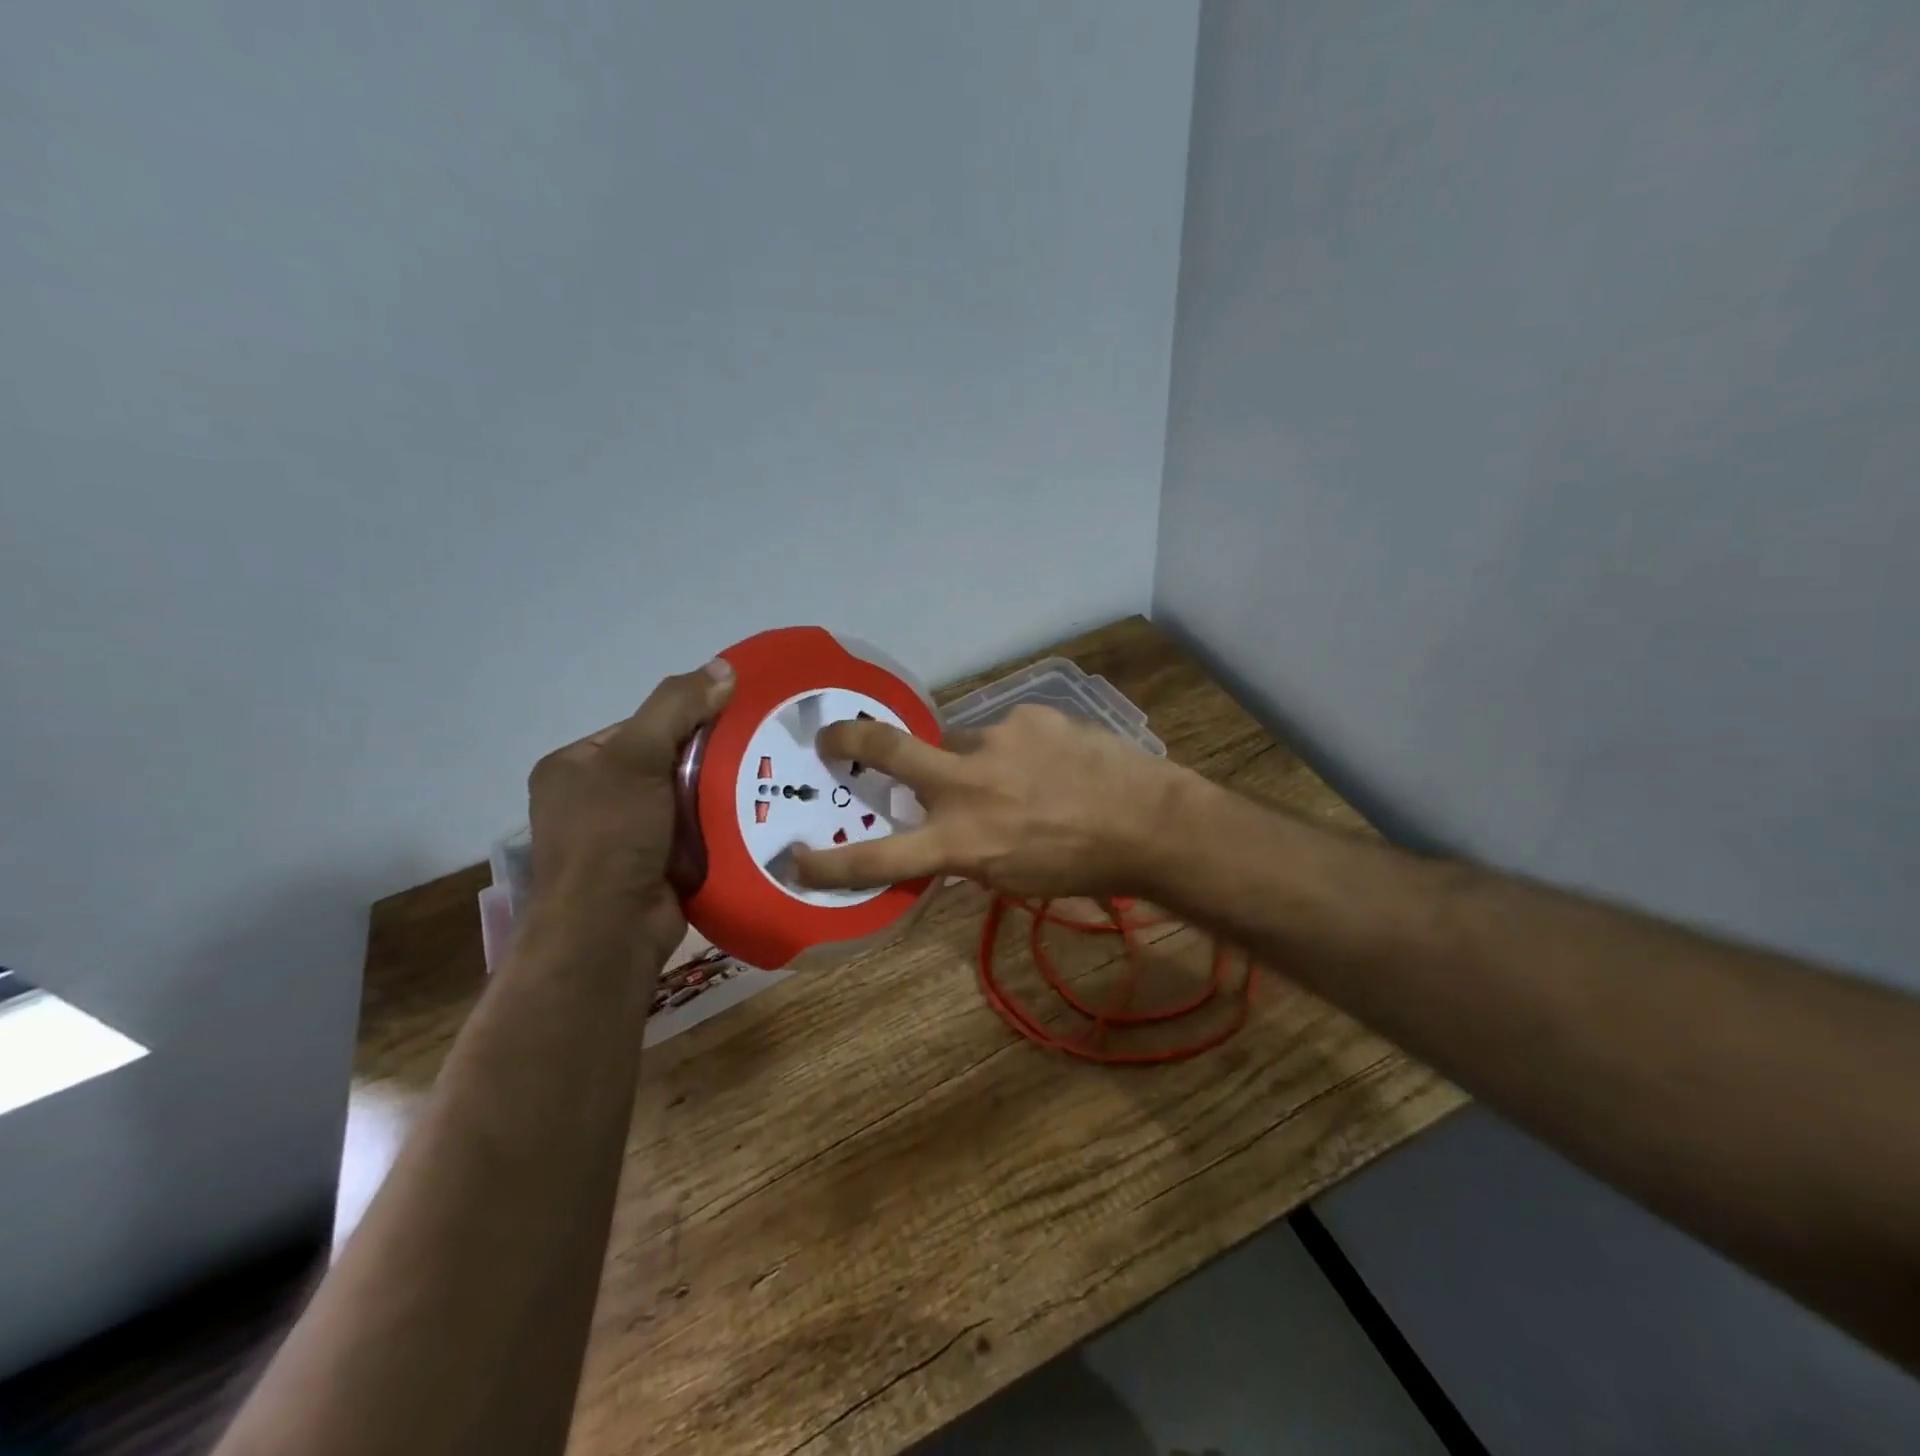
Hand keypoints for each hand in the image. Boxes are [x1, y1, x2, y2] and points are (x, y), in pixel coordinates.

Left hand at [527, 660, 734, 938]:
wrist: (609, 932)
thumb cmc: (610, 836)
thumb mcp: (637, 757)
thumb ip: (676, 707)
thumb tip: (724, 667)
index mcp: (576, 766)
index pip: (643, 726)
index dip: (688, 719)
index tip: (736, 718)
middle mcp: (597, 799)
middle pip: (669, 762)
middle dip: (711, 758)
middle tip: (761, 749)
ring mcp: (627, 837)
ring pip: (688, 799)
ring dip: (722, 794)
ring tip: (770, 780)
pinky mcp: (657, 866)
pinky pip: (698, 832)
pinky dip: (722, 826)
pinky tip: (758, 816)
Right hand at [792, 704, 1190, 899]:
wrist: (1148, 822)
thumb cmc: (1082, 867)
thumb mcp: (1010, 879)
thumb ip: (966, 852)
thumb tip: (941, 834)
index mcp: (960, 841)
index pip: (877, 858)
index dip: (828, 864)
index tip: (794, 859)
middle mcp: (965, 785)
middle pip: (887, 749)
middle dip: (848, 740)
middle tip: (831, 737)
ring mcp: (995, 740)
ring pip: (958, 743)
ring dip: (972, 761)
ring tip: (1018, 778)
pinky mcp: (1028, 715)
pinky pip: (1005, 732)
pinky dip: (1015, 749)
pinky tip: (1050, 763)